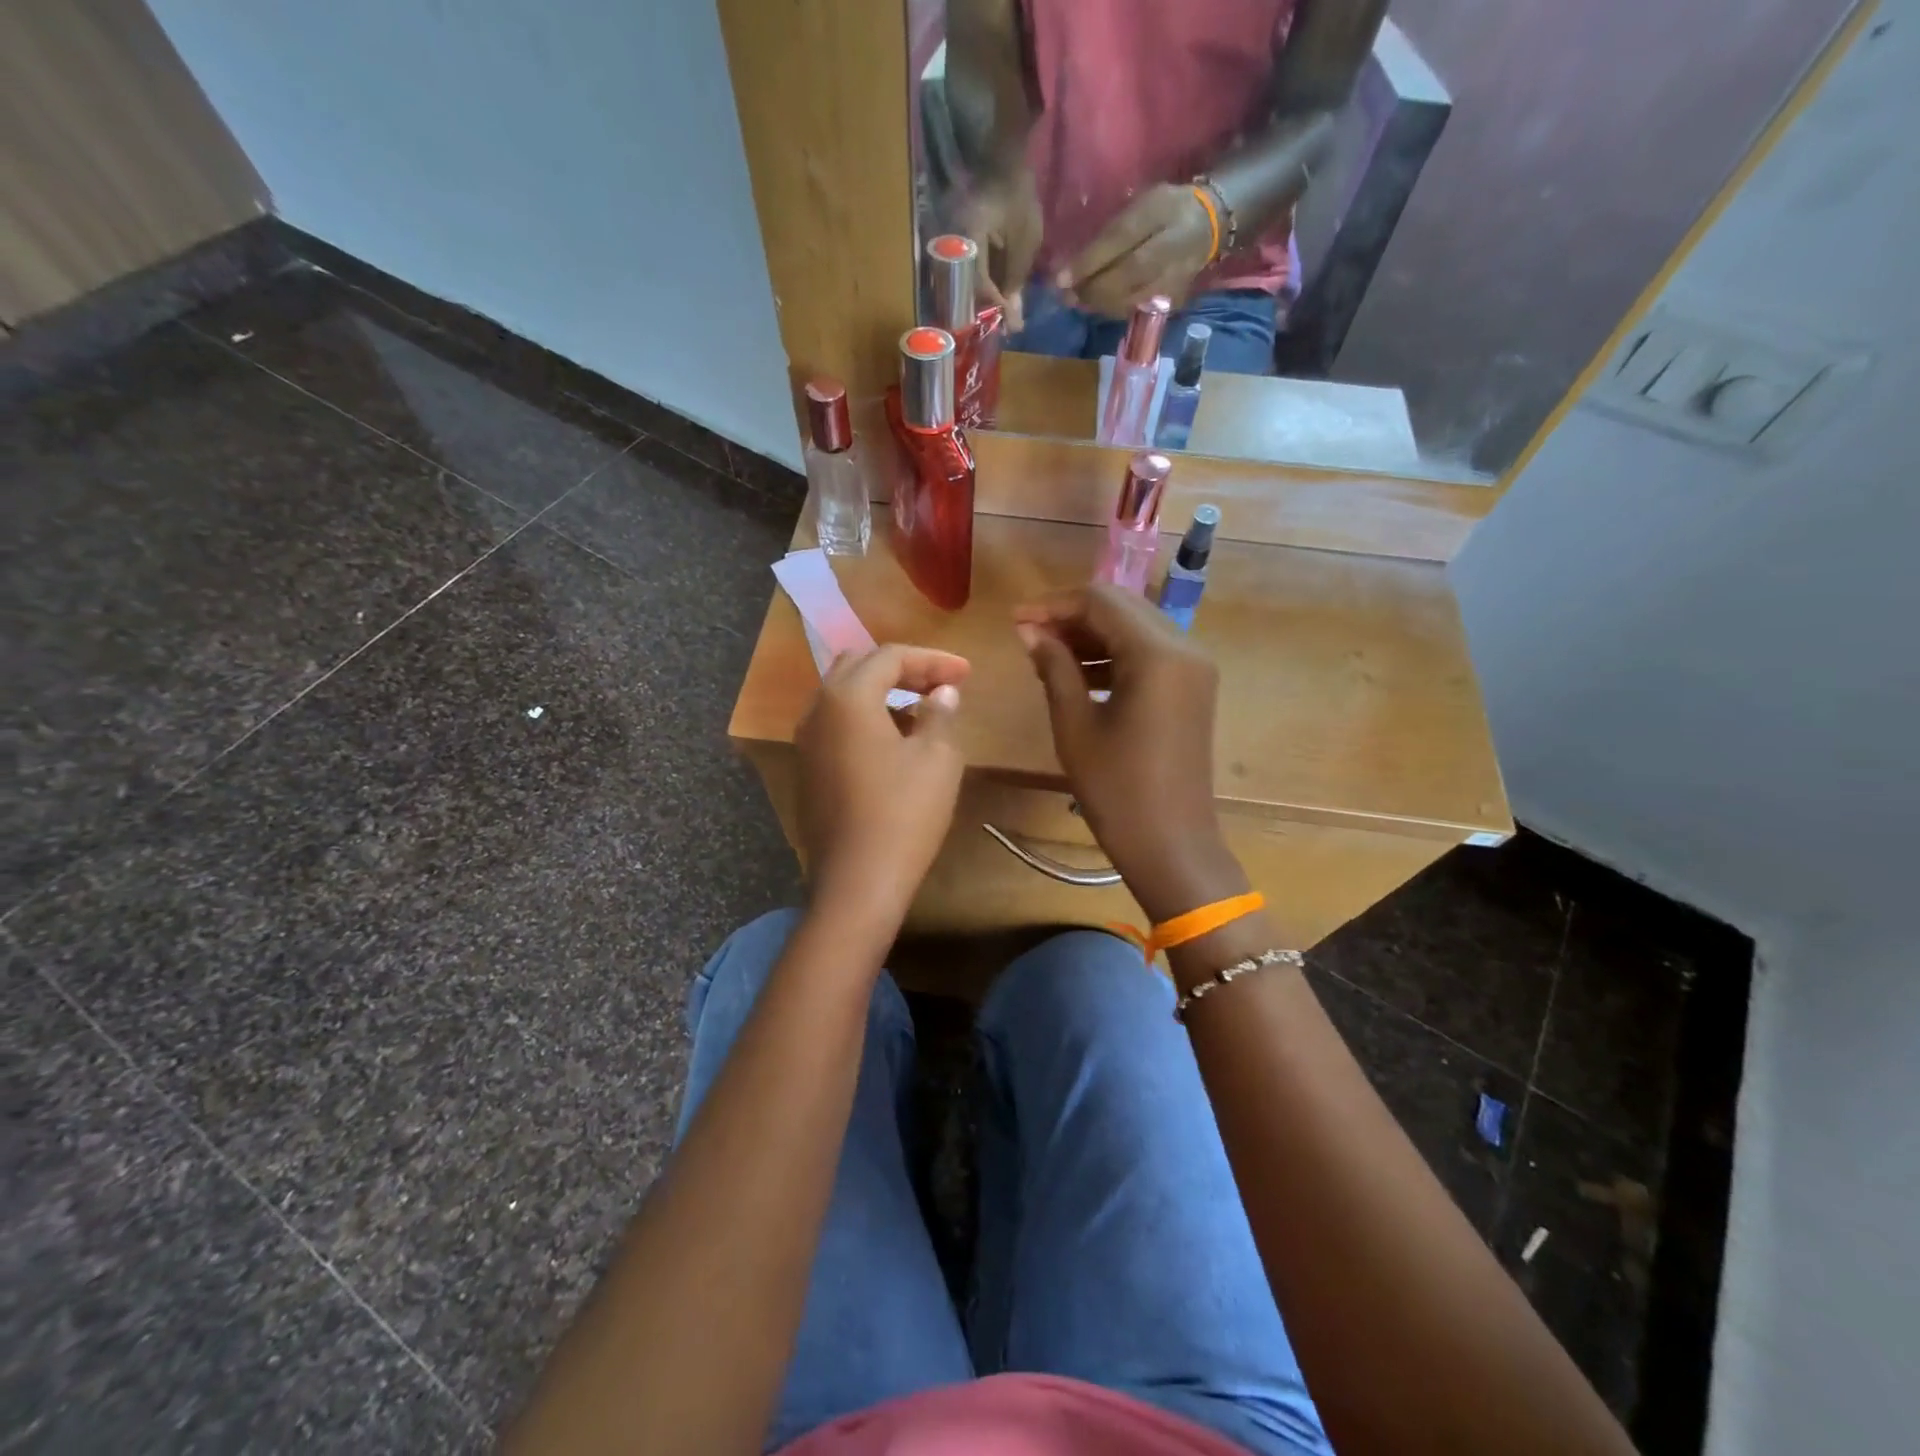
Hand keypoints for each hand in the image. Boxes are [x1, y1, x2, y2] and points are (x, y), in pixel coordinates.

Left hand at [795, 644, 969, 925]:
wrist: (857, 881)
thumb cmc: (903, 813)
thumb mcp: (937, 758)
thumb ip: (940, 714)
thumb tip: (943, 693)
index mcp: (847, 697)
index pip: (891, 656)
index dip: (933, 660)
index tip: (967, 672)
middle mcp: (817, 709)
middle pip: (859, 666)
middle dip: (903, 669)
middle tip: (941, 684)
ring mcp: (806, 741)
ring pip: (844, 695)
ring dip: (883, 692)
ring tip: (923, 709)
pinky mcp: (807, 768)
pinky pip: (837, 724)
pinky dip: (866, 717)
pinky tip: (895, 739)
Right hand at [957, 166, 1042, 333]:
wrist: (1005, 160)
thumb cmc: (1018, 196)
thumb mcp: (1025, 239)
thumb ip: (1016, 277)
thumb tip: (1011, 313)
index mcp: (968, 238)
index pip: (978, 283)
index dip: (994, 305)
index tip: (1010, 322)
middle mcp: (952, 243)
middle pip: (966, 289)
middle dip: (987, 310)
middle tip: (1005, 325)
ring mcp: (951, 243)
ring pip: (964, 284)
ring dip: (984, 301)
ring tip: (1002, 314)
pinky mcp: (956, 244)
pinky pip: (967, 273)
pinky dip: (981, 286)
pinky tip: (996, 296)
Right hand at [1014, 586, 1243, 922]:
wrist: (1172, 844)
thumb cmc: (1117, 790)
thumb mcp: (1075, 725)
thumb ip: (1054, 667)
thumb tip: (1029, 631)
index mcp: (1158, 654)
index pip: (1100, 601)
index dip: (1053, 604)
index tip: (1015, 621)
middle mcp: (1185, 648)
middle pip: (1122, 606)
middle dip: (1072, 615)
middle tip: (1028, 636)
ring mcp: (1194, 668)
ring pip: (1135, 627)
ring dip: (1092, 634)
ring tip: (1046, 656)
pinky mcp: (1192, 687)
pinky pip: (1149, 653)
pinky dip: (1113, 655)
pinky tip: (1078, 674)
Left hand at [1058, 183, 1214, 317]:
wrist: (1209, 225)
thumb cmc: (1165, 210)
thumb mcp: (1141, 205)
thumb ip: (1112, 231)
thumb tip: (1074, 264)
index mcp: (1162, 211)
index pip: (1121, 237)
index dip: (1089, 261)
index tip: (1060, 278)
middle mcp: (1171, 246)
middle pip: (1126, 274)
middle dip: (1091, 288)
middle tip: (1066, 294)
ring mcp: (1175, 276)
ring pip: (1131, 298)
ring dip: (1099, 303)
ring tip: (1077, 301)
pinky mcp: (1174, 299)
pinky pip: (1137, 309)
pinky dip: (1113, 309)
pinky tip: (1098, 305)